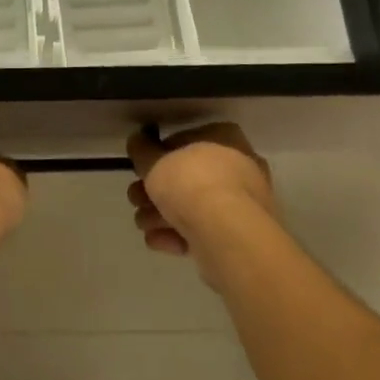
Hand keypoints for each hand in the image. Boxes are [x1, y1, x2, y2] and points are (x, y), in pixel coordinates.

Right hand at [126, 122, 274, 263]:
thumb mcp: (153, 160)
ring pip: (195, 206)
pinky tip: (157, 241)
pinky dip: (179, 234)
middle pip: (188, 177)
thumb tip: (137, 141)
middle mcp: (240, 167)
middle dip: (157, 191)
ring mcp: (244, 204)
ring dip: (162, 215)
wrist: (225, 233)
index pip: (185, 142)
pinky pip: (204, 230)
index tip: (140, 170)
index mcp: (225, 138)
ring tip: (142, 224)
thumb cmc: (190, 183)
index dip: (157, 156)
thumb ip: (141, 150)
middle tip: (135, 199)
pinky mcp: (240, 236)